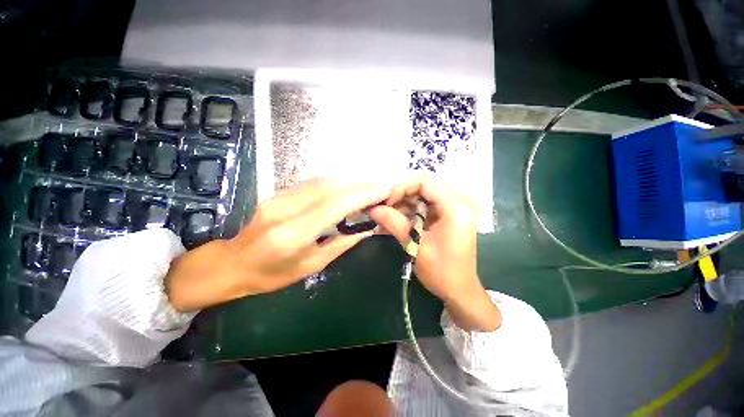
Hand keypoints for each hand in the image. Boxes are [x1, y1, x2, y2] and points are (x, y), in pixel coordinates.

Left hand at [166, 179, 387, 311]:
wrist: (234, 263)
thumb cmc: (273, 274)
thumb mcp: (312, 266)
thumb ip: (341, 244)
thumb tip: (367, 229)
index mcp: (293, 233)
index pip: (335, 204)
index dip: (362, 195)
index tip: (382, 192)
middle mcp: (285, 208)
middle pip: (330, 187)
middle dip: (360, 184)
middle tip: (380, 186)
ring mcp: (279, 196)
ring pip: (321, 180)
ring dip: (349, 180)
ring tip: (369, 184)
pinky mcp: (278, 192)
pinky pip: (312, 182)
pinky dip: (334, 181)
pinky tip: (347, 184)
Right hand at [369, 174, 499, 330]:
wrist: (460, 290)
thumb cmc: (441, 272)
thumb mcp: (415, 246)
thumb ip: (394, 223)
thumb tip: (373, 209)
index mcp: (456, 207)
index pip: (425, 182)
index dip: (402, 188)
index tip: (388, 204)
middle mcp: (459, 201)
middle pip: (425, 185)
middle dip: (403, 195)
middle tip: (388, 209)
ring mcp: (456, 207)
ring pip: (425, 193)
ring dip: (406, 202)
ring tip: (392, 216)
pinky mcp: (450, 214)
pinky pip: (428, 202)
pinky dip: (413, 209)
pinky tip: (402, 220)